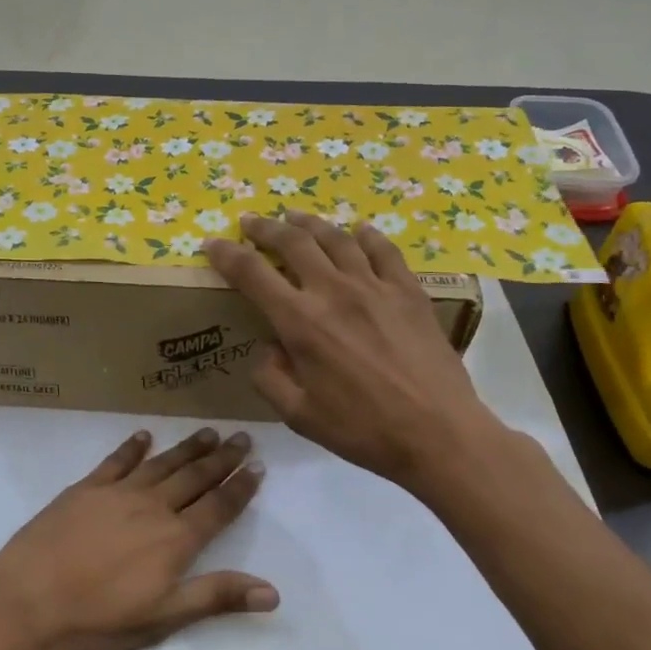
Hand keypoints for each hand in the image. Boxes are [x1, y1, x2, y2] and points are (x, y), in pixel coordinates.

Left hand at [0, 428, 276, 649]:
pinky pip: (116, 460)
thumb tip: (273, 591)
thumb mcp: (162, 620)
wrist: (26, 603)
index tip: (257, 465)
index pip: (218, 507)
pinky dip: (132, 447)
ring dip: (187, 447)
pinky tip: (143, 436)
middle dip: (221, 458)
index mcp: (175, 540)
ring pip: (162, 463)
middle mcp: (152, 507)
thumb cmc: (97, 622)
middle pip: (194, 477)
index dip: (239, 487)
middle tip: (242, 437)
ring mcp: (117, 493)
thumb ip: (216, 597)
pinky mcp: (85, 488)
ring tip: (208, 432)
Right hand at [204, 213, 500, 493]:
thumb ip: (270, 378)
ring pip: (336, 238)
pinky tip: (358, 230)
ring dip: (309, 223)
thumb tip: (268, 349)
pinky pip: (383, 250)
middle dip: (265, 228)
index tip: (212, 243)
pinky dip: (366, 235)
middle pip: (293, 242)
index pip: (252, 273)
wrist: (438, 432)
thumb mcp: (298, 415)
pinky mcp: (408, 291)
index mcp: (300, 322)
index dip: (226, 254)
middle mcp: (333, 291)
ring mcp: (374, 286)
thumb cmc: (362, 429)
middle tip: (251, 222)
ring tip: (295, 216)